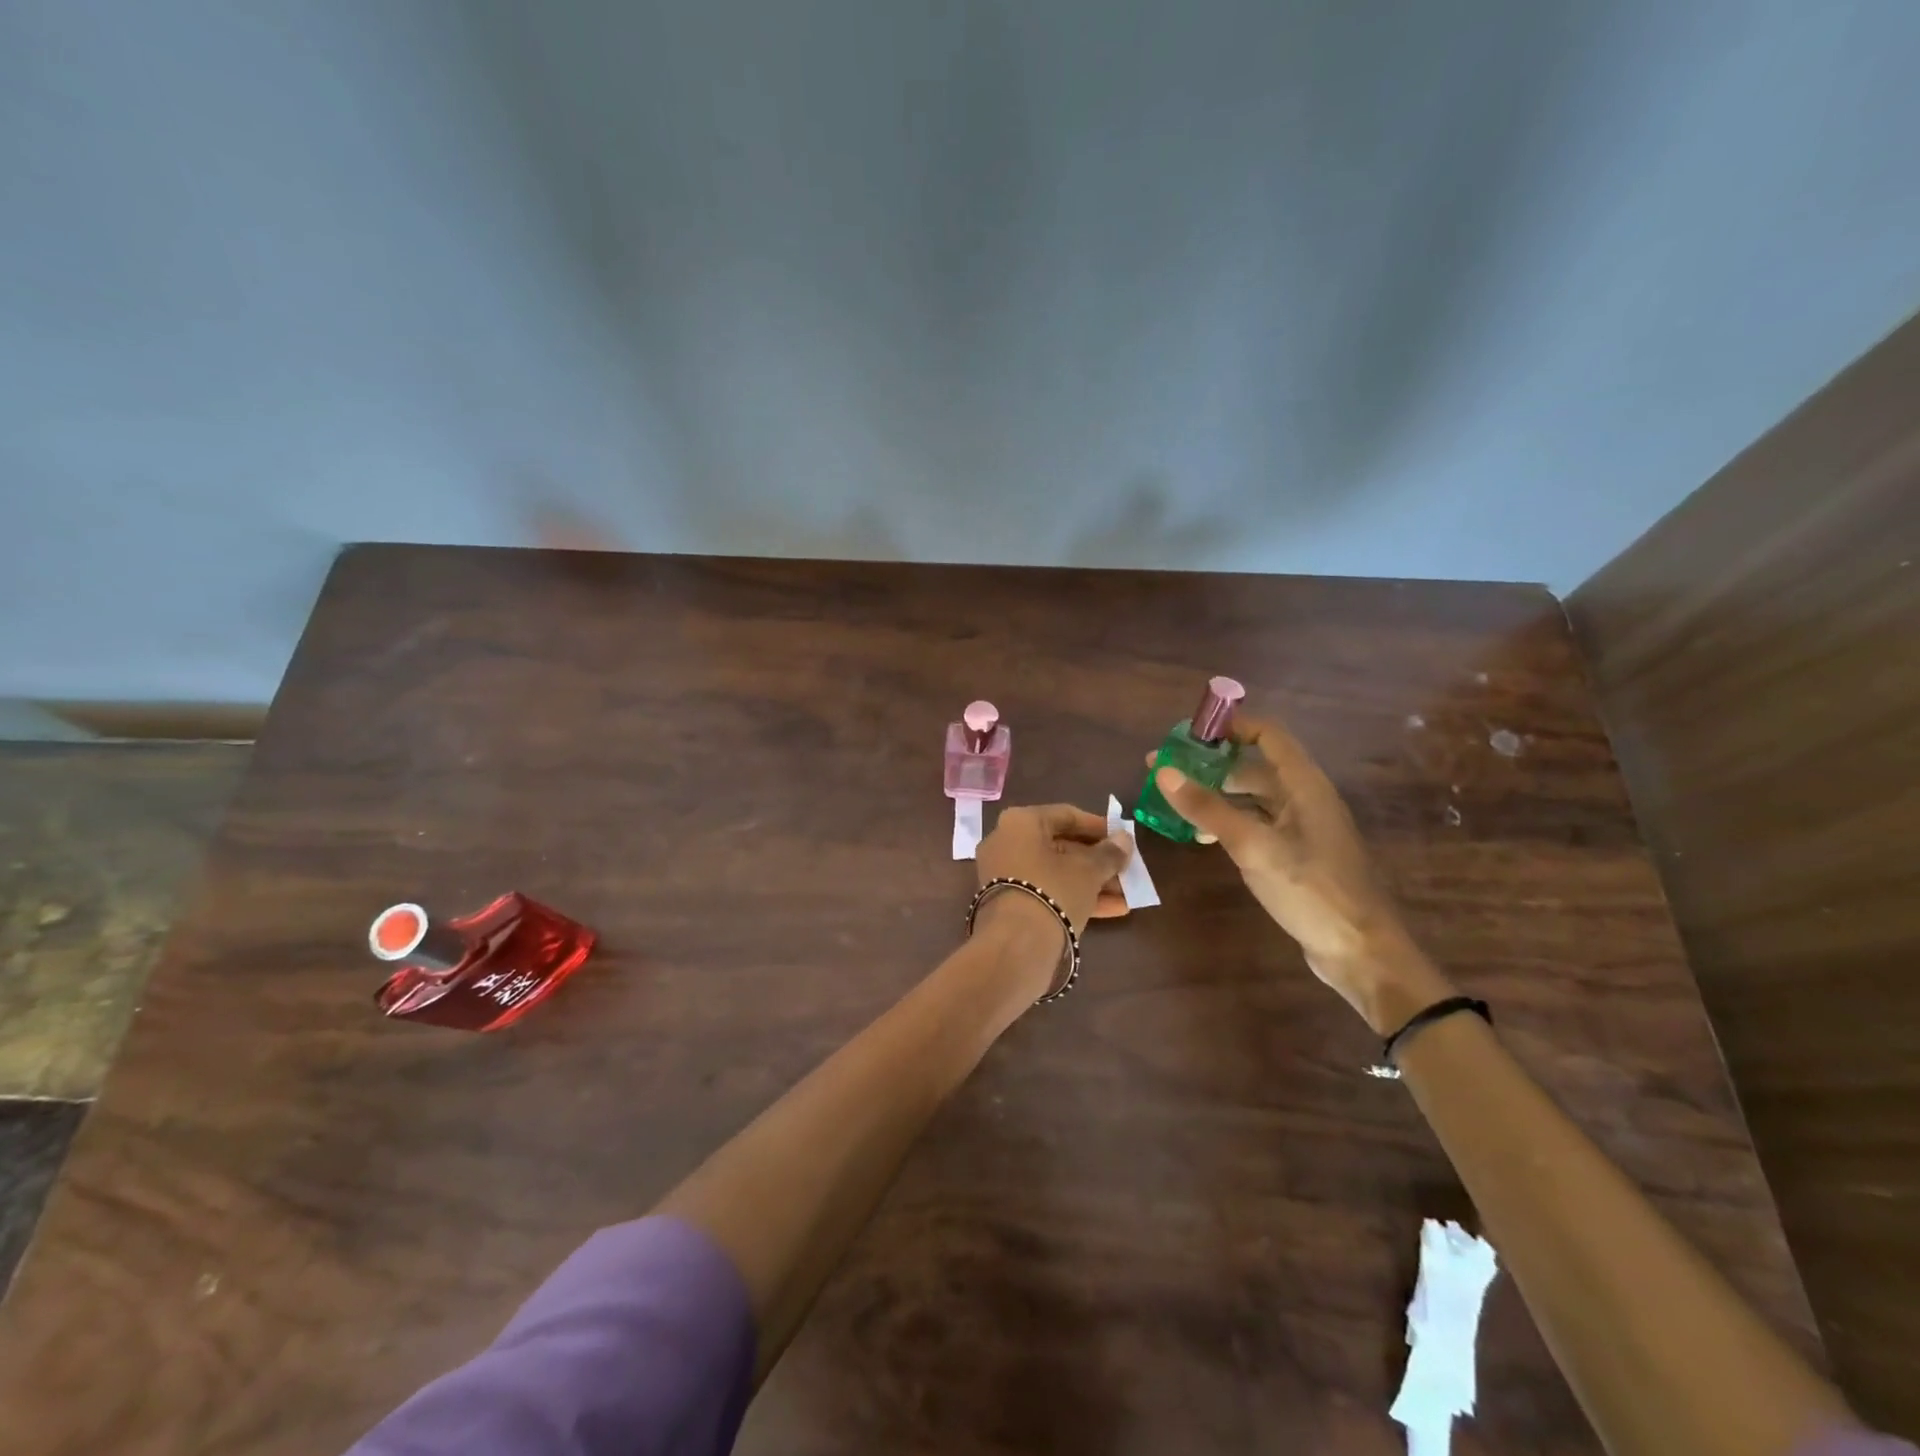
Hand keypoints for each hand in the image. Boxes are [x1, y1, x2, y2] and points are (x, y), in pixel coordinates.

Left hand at [975, 803, 1132, 944]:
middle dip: (1097, 860)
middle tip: (1126, 869)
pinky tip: (1113, 910)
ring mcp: (1004, 874)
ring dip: (1092, 881)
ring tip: (1127, 893)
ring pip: (1056, 872)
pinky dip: (1075, 897)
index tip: (1123, 838)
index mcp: (1020, 822)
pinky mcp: (1008, 903)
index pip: (1066, 815)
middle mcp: (1006, 842)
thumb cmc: (1053, 890)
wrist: (1015, 945)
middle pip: (1061, 846)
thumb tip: (1124, 839)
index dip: (1098, 826)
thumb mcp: (1088, 870)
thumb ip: (1109, 853)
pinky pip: (1046, 891)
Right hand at [1147, 717, 1449, 1030]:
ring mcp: (1301, 828)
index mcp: (1305, 785)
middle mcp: (1305, 798)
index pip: (1268, 735)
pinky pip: (1256, 824)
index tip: (1189, 733)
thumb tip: (1163, 771)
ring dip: (1217, 794)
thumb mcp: (1253, 846)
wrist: (1359, 951)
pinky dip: (1228, 822)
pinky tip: (1202, 836)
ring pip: (1253, 797)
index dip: (1231, 726)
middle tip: (1168, 769)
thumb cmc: (1311, 890)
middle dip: (1212, 763)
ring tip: (1176, 800)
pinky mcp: (1295, 854)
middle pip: (1255, 765)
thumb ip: (1208, 808)